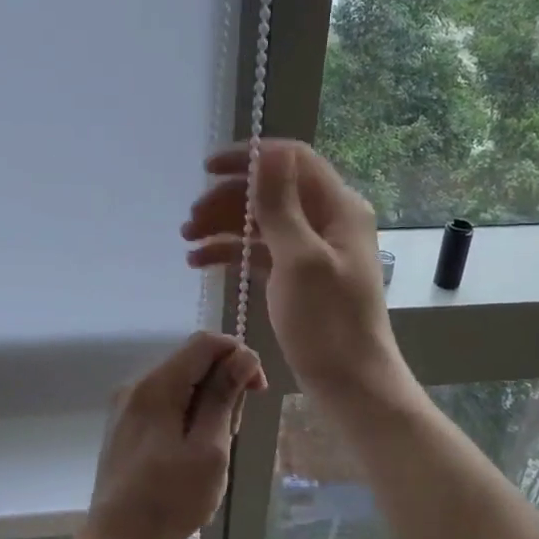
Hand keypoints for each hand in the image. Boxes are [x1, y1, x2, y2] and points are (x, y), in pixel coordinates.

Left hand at [82, 331, 266, 538]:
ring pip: (181, 384)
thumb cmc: (170, 501)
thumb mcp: (209, 450)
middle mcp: (136, 385)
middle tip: (231, 433)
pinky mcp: (125, 426)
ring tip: (212, 450)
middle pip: (192, 362)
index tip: (258, 390)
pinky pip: (165, 404)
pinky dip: (188, 417)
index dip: (239, 355)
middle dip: (223, 386)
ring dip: (207, 405)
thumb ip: (224, 397)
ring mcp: (126, 406)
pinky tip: (192, 454)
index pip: (205, 343)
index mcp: (155, 386)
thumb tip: (243, 355)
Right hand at [183, 140, 409, 398]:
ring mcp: (313, 250)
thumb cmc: (327, 323)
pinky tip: (200, 262)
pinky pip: (261, 252)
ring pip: (262, 223)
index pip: (292, 160)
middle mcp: (328, 221)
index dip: (250, 158)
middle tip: (189, 220)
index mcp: (339, 208)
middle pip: (272, 192)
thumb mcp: (299, 259)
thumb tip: (266, 154)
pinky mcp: (299, 277)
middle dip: (228, 199)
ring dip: (224, 226)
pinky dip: (233, 253)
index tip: (207, 168)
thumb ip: (279, 205)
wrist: (351, 385)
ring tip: (187, 241)